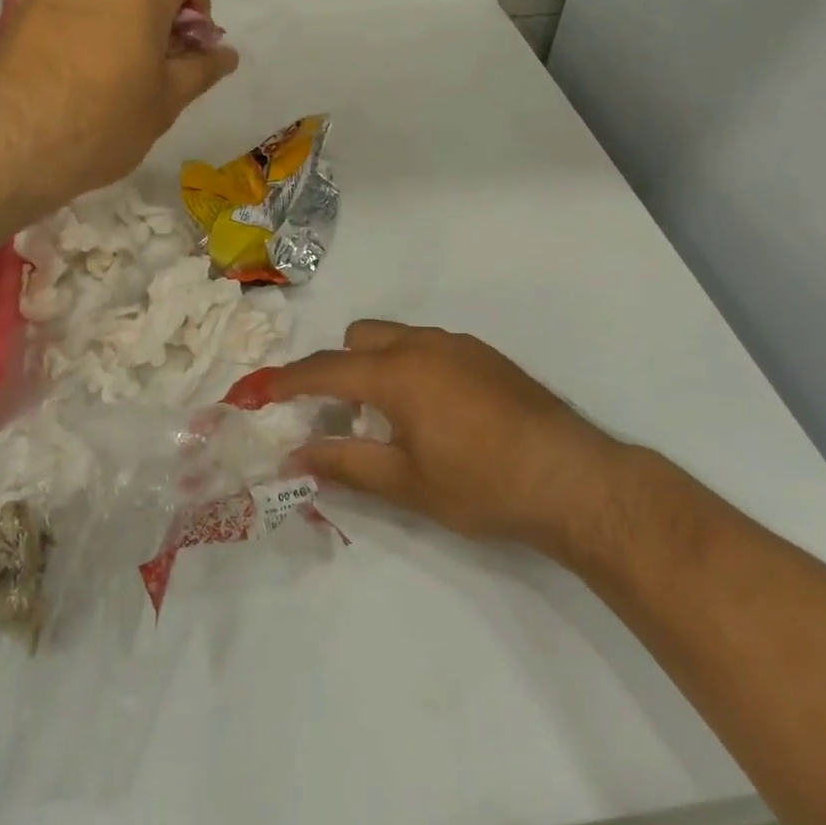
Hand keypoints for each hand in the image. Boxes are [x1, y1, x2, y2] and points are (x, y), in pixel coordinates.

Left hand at [0, 0, 238, 214]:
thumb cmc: (103, 122)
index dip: (199, 4)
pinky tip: (75, 57)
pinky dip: (77, 8)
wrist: (10, 143)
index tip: (188, 46)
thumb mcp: (166, 102)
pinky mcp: (19, 6)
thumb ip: (200, 68)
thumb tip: (225, 53)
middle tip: (150, 36)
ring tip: (111, 49)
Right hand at [268, 321, 631, 563]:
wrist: (575, 479)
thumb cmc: (483, 486)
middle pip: (358, 338)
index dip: (282, 382)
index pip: (323, 371)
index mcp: (396, 374)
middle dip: (338, 370)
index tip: (250, 393)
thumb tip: (294, 456)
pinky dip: (412, 368)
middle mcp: (422, 344)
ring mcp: (458, 344)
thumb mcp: (407, 484)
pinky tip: (439, 415)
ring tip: (395, 421)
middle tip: (345, 419)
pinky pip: (429, 347)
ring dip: (376, 367)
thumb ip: (345, 464)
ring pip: (395, 338)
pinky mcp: (485, 354)